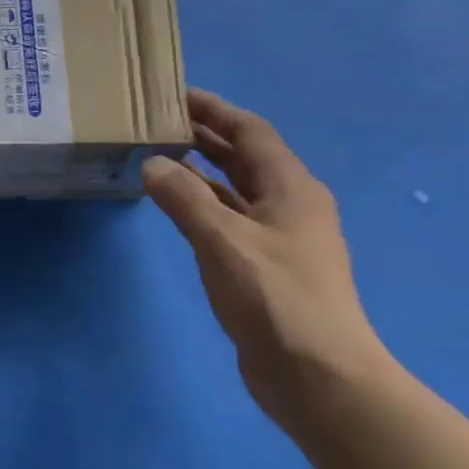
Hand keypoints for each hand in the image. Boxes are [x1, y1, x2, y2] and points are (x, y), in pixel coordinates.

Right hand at [143, 89, 388, 413]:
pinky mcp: (264, 265)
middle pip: (246, 157)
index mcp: (291, 188)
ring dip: (203, 169)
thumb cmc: (275, 298)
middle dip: (207, 135)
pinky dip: (203, 203)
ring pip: (236, 188)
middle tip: (159, 121)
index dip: (216, 110)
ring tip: (160, 154)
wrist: (316, 373)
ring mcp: (279, 237)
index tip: (175, 94)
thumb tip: (153, 163)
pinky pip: (230, 217)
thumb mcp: (223, 241)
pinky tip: (175, 205)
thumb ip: (184, 199)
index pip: (251, 133)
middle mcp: (289, 204)